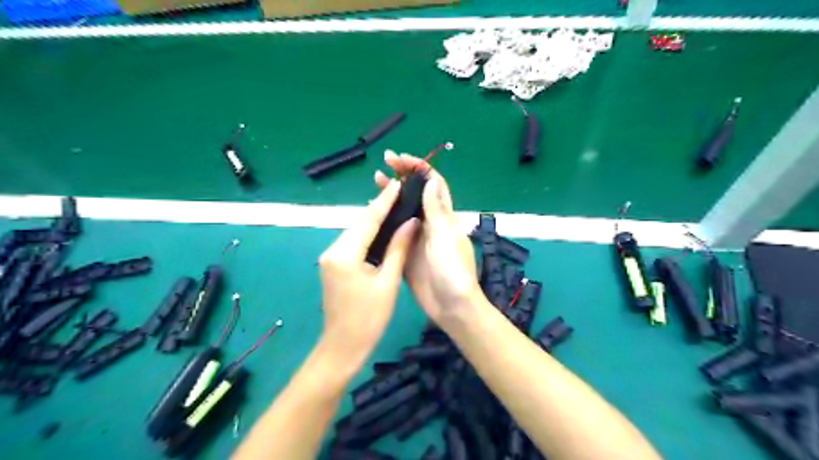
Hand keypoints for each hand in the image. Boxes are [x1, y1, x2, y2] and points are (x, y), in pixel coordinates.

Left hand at [316, 182, 418, 364]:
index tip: (398, 183)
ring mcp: (330, 258)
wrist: (342, 347)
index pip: (368, 220)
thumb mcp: (387, 282)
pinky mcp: (333, 265)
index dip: (385, 201)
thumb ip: (397, 248)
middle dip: (380, 208)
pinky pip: (353, 243)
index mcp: (345, 254)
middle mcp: (332, 250)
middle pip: (360, 223)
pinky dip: (368, 235)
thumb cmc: (368, 319)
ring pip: (356, 232)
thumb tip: (411, 222)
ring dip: (374, 221)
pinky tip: (383, 230)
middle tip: (401, 193)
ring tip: (396, 206)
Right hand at [373, 153, 480, 328]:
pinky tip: (373, 213)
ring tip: (376, 180)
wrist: (450, 306)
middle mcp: (430, 223)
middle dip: (403, 176)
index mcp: (444, 216)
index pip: (433, 184)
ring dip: (393, 194)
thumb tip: (431, 180)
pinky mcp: (406, 252)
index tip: (401, 159)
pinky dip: (385, 219)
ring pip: (404, 210)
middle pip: (416, 193)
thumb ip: (436, 210)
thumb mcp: (444, 237)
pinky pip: (395, 230)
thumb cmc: (452, 270)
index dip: (419, 168)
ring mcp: (417, 237)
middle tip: (384, 163)